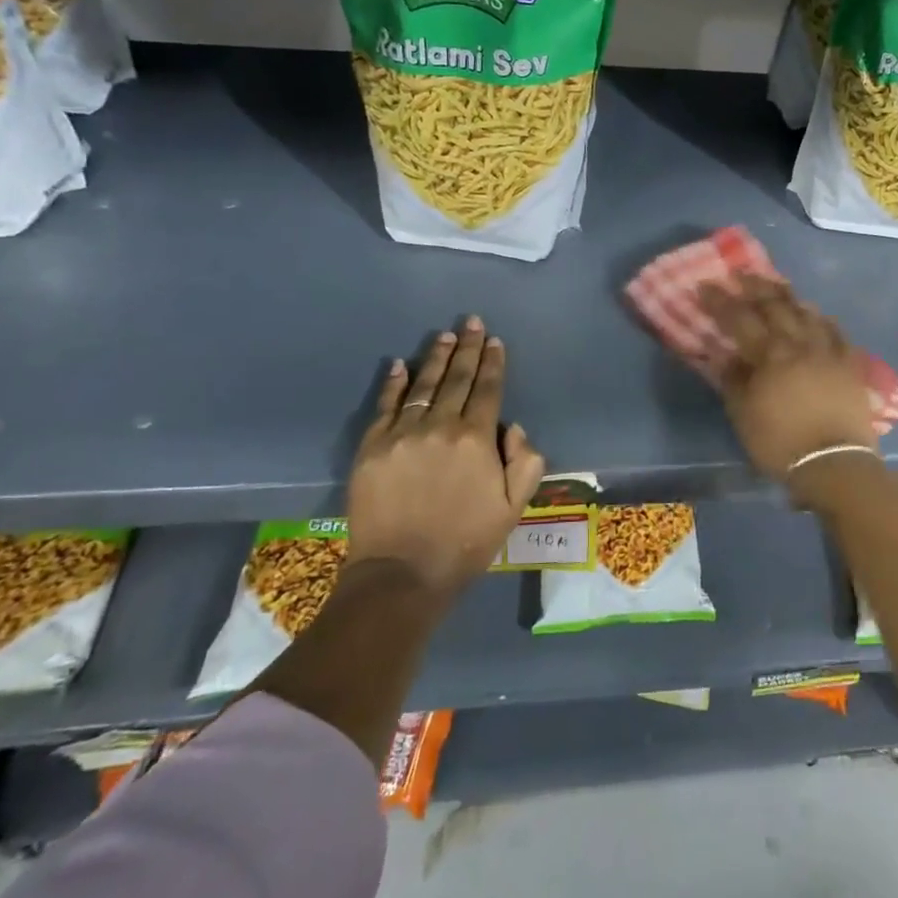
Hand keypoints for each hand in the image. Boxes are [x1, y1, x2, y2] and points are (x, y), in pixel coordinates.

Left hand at [346, 316, 546, 594]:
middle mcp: (440, 426)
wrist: (401, 574)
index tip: (495, 341)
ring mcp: (402, 434)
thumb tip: (514, 427)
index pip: (488, 389)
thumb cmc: (465, 542)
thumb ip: (525, 462)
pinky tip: (399, 364)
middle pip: (457, 379)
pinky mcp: (372, 448)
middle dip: (468, 348)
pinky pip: (385, 406)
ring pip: (424, 386)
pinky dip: (393, 383)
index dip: (493, 363)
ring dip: (436, 358)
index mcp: (477, 439)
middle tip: (472, 322)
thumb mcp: (513, 508)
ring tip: (445, 336)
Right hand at [698, 275, 876, 491]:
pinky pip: (835, 331)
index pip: (740, 318)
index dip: (721, 301)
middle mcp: (799, 343)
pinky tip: (816, 313)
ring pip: (806, 312)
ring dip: (788, 296)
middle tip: (740, 274)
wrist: (835, 463)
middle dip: (755, 287)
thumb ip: (733, 379)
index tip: (706, 285)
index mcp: (770, 354)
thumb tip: (724, 354)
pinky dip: (821, 318)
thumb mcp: (744, 415)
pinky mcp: (849, 364)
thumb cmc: (781, 443)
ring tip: (775, 286)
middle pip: (775, 306)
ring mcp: (828, 351)